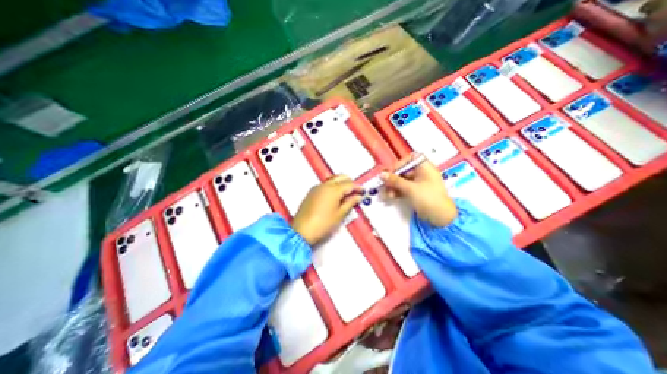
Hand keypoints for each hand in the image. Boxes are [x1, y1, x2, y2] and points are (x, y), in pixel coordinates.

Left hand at [293, 175, 364, 244]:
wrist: (302, 231)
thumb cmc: (324, 224)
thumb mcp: (340, 214)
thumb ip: (350, 203)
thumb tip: (358, 196)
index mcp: (333, 189)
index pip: (349, 184)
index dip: (358, 187)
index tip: (363, 191)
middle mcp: (325, 185)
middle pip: (340, 177)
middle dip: (349, 182)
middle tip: (355, 191)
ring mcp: (316, 187)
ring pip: (332, 180)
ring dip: (340, 183)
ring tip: (346, 194)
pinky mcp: (311, 192)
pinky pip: (324, 184)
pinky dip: (332, 186)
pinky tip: (334, 196)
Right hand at [380, 154, 458, 225]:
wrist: (440, 218)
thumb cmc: (428, 198)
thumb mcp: (410, 188)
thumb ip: (395, 181)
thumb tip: (382, 174)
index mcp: (425, 168)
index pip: (410, 159)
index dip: (399, 164)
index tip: (391, 172)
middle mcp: (422, 173)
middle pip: (404, 171)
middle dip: (393, 179)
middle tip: (384, 185)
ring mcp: (419, 184)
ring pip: (402, 181)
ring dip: (393, 187)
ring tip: (386, 195)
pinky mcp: (416, 193)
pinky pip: (404, 189)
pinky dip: (397, 192)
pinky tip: (389, 197)